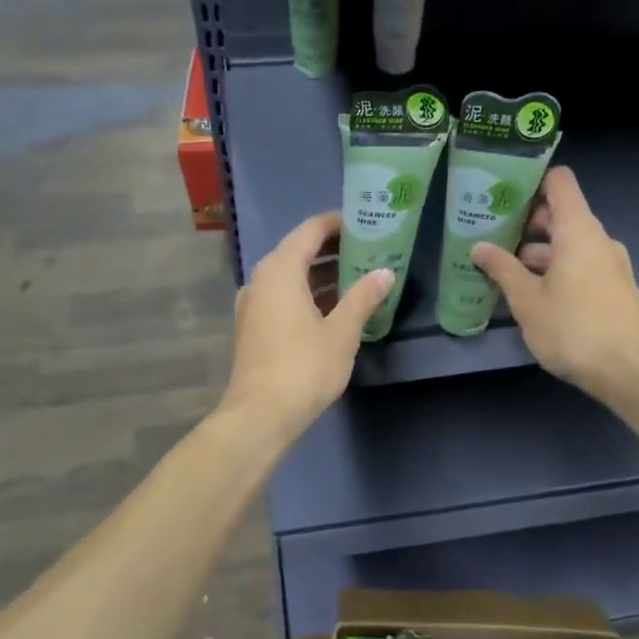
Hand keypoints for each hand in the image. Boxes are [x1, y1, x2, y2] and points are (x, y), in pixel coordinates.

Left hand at [220, 211, 392, 439]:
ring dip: (322, 274)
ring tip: (359, 276)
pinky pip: (284, 296)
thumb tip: (385, 272)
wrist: (260, 415)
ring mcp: (254, 304)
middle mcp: (261, 279)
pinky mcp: (254, 327)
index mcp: (281, 270)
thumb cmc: (304, 367)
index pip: (310, 230)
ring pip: (291, 276)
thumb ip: (363, 297)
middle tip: (369, 250)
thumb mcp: (342, 332)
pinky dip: (308, 294)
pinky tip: (335, 308)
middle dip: (333, 249)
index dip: (337, 223)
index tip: (365, 223)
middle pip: (299, 251)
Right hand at [470, 167, 638, 398]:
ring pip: (569, 247)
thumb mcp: (527, 301)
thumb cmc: (573, 328)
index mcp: (578, 230)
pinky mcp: (615, 290)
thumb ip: (502, 269)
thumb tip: (478, 246)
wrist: (629, 371)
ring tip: (503, 273)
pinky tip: (533, 296)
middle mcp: (598, 240)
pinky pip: (581, 268)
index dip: (532, 180)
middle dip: (526, 225)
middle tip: (491, 237)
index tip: (502, 193)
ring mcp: (610, 266)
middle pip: (561, 215)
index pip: (559, 182)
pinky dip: (556, 272)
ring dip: (538, 255)